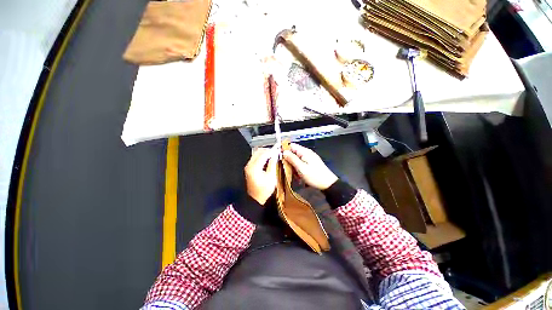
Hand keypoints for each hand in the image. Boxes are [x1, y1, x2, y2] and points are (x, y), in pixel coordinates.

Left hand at [244, 148, 276, 204]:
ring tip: (273, 155)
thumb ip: (273, 164)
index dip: (271, 151)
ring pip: (256, 154)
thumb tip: (275, 155)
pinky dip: (262, 156)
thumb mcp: (271, 177)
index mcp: (254, 168)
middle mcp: (249, 165)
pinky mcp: (249, 168)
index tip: (277, 150)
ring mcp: (248, 166)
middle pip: (258, 152)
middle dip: (267, 150)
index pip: (263, 154)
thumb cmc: (263, 190)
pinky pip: (255, 158)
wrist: (255, 199)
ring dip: (264, 153)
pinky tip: (268, 159)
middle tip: (275, 151)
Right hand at [283, 143, 337, 189]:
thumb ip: (292, 159)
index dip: (284, 149)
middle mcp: (306, 153)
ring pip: (296, 159)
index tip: (278, 156)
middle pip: (293, 153)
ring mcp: (309, 158)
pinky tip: (298, 175)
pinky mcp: (310, 164)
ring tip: (294, 173)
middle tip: (286, 168)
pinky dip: (297, 168)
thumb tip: (284, 152)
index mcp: (304, 152)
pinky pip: (300, 164)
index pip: (291, 146)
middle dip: (288, 160)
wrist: (328, 184)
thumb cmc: (314, 176)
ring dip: (293, 166)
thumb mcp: (301, 168)